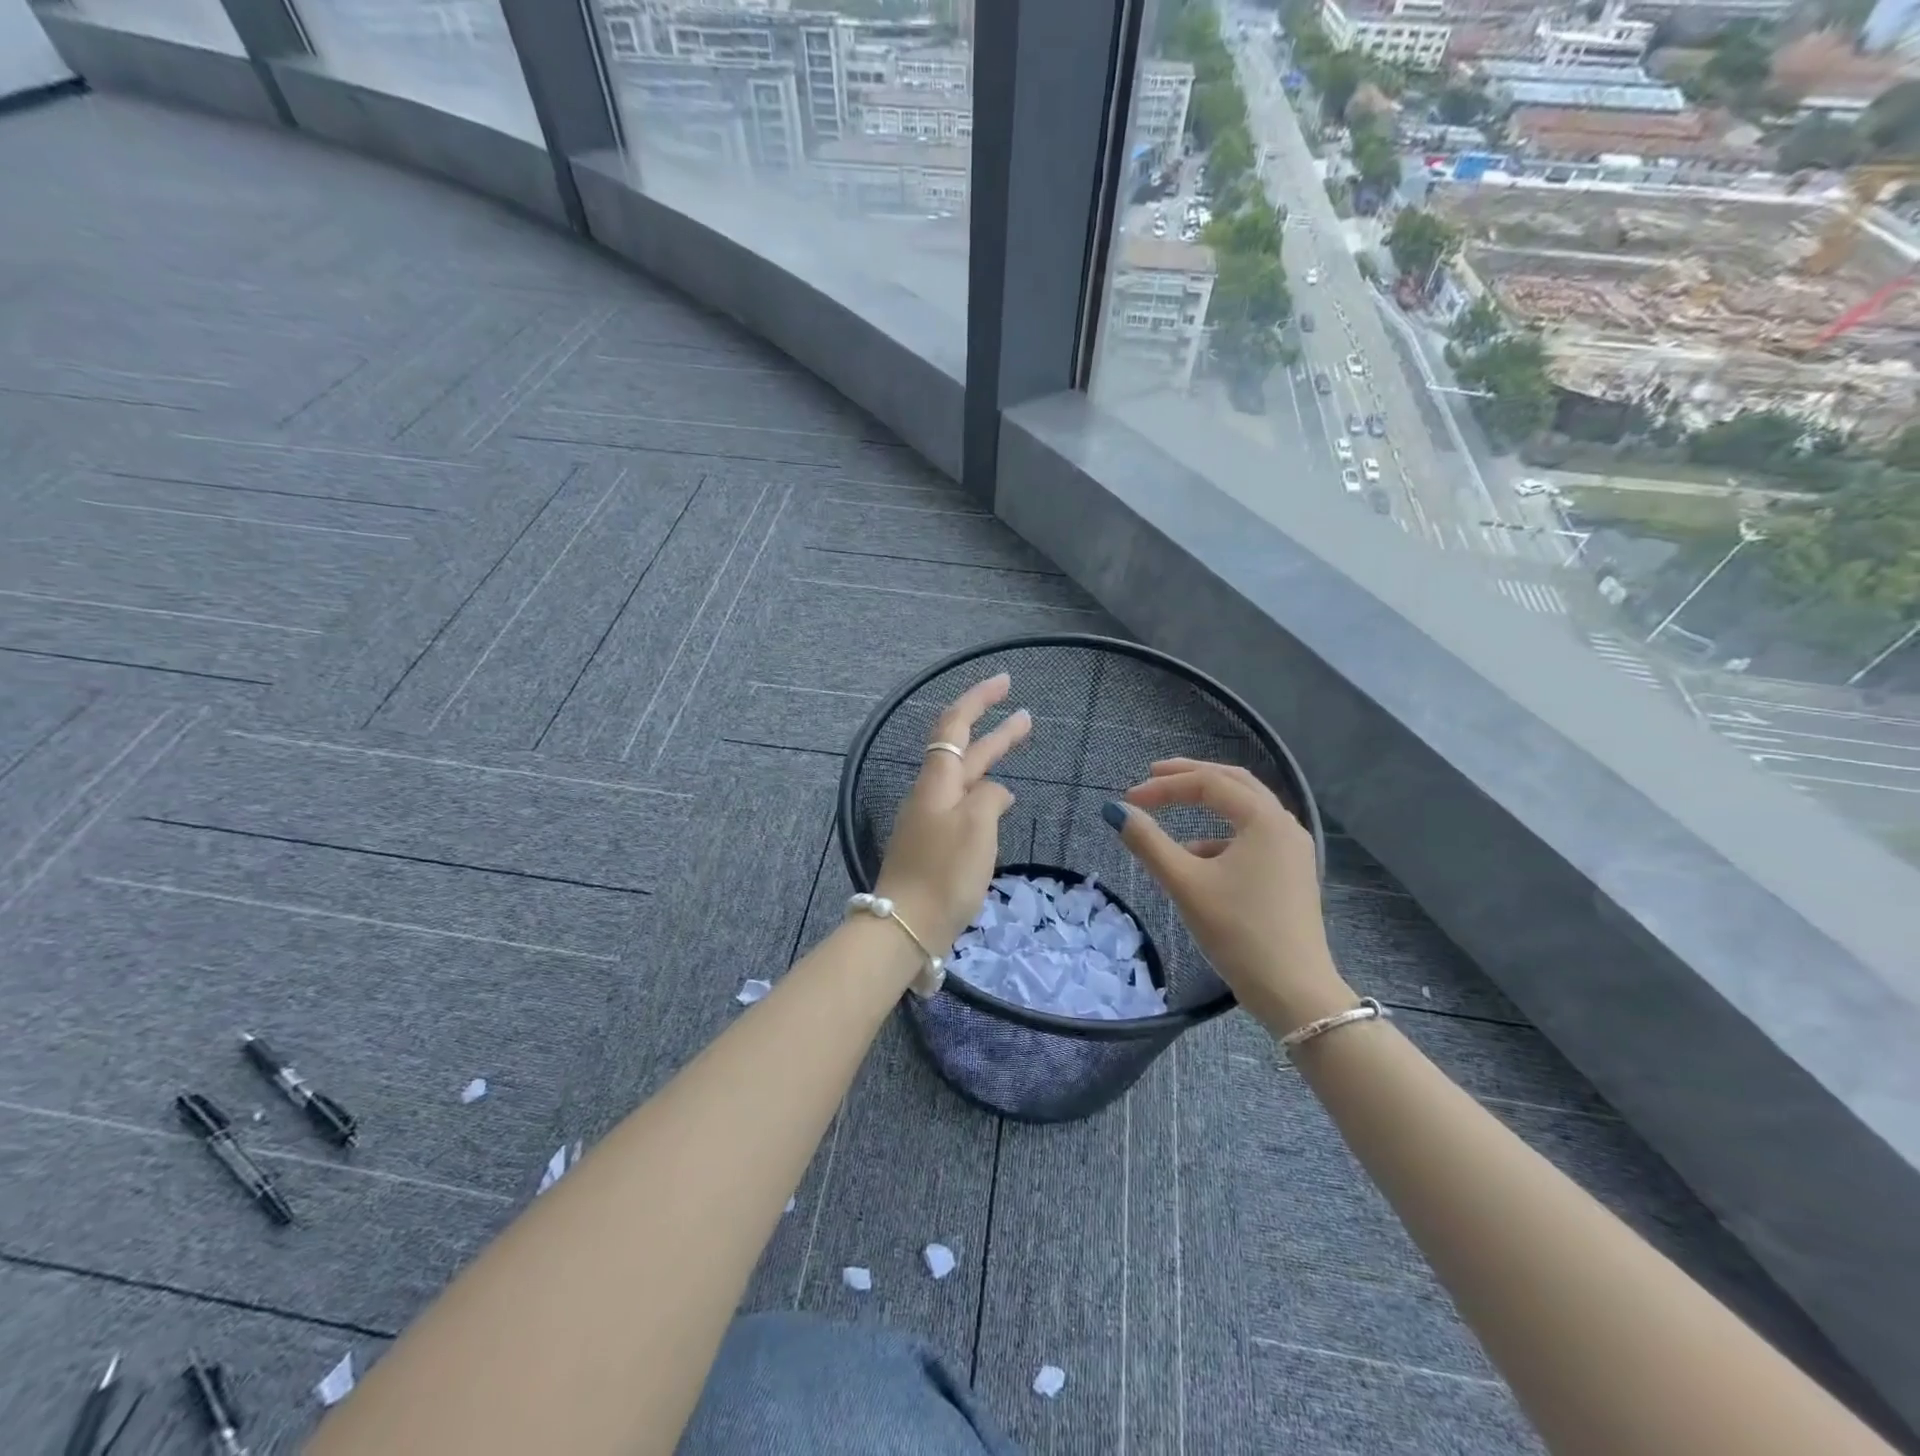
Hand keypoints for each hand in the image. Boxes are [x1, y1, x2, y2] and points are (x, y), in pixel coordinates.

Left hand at [873, 674, 1029, 954]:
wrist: (905, 927)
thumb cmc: (943, 872)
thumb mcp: (976, 827)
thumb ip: (990, 798)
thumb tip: (996, 793)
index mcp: (937, 781)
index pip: (954, 725)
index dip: (978, 699)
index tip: (1005, 681)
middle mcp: (931, 794)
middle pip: (964, 751)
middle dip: (995, 731)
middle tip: (1028, 716)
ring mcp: (931, 821)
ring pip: (965, 779)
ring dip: (990, 761)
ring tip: (1017, 750)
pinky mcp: (935, 846)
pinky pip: (963, 807)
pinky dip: (985, 795)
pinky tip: (1000, 803)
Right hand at [1106, 759, 1347, 1033]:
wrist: (1294, 993)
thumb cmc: (1238, 932)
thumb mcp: (1185, 884)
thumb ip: (1148, 842)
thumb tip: (1115, 810)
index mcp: (1264, 819)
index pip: (1208, 783)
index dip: (1164, 786)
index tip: (1129, 800)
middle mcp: (1284, 824)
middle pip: (1234, 783)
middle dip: (1191, 776)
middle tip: (1153, 775)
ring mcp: (1293, 849)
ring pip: (1246, 808)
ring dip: (1208, 802)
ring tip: (1172, 811)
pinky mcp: (1291, 873)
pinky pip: (1253, 835)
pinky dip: (1221, 833)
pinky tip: (1198, 858)